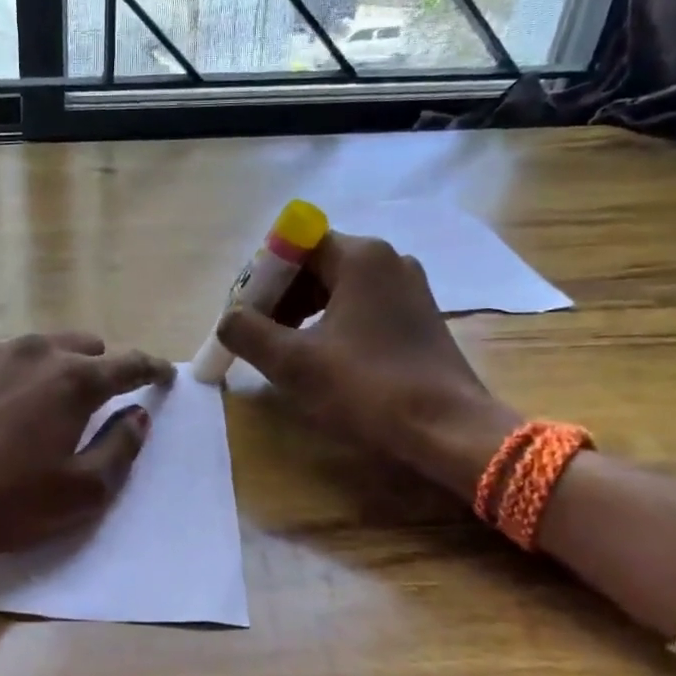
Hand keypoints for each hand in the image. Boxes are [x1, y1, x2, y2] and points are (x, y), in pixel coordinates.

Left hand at [0, 333, 174, 560]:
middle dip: (98, 366)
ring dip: (47, 370)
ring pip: (34, 350)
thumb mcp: (78, 492)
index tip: (162, 376)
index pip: (128, 363)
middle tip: (94, 399)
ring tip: (33, 406)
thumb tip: (137, 416)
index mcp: (73, 380)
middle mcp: (33, 351)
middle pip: (82, 346)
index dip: (151, 369)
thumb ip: (119, 449)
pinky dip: (1, 377)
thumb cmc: (1, 501)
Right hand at [216, 233, 517, 495]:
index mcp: (360, 256)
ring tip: (284, 350)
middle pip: (315, 264)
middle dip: (280, 297)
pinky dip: (332, 323)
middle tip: (258, 335)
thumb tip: (228, 319)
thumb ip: (247, 332)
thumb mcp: (293, 362)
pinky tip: (321, 357)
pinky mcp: (418, 316)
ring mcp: (408, 287)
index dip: (261, 278)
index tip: (244, 315)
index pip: (293, 246)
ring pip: (337, 287)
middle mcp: (388, 260)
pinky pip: (361, 306)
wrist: (448, 430)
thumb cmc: (366, 388)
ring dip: (303, 312)